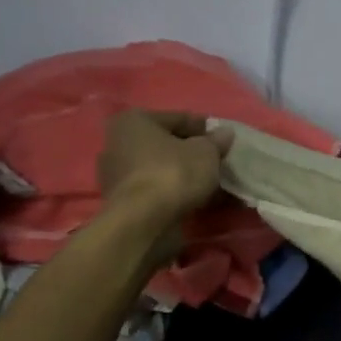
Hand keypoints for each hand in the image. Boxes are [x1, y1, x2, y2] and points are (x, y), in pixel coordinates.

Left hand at [98, 110, 235, 263]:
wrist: (144, 221)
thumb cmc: (174, 173)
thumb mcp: (206, 152)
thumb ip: (216, 141)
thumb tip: (224, 133)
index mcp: (134, 121)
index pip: (179, 118)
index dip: (205, 129)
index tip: (224, 141)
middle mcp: (118, 142)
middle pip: (166, 144)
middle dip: (192, 152)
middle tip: (218, 162)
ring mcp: (116, 173)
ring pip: (161, 168)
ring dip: (185, 174)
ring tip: (212, 183)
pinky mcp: (122, 200)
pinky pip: (156, 188)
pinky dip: (175, 191)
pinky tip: (197, 199)